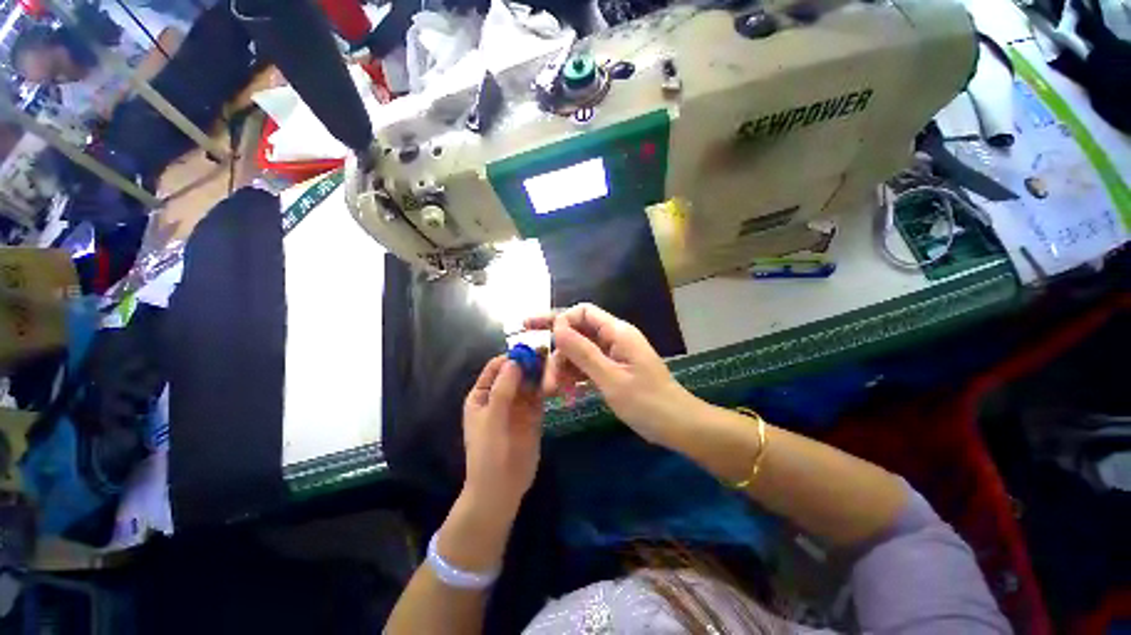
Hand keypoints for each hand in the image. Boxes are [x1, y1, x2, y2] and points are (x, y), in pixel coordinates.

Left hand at [462, 356, 543, 515]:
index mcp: (482, 394)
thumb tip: (515, 360)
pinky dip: (546, 387)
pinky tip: (556, 382)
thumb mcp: (492, 419)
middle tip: (549, 355)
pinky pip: (539, 395)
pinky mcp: (533, 414)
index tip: (530, 350)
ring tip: (555, 366)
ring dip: (540, 373)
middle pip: (516, 371)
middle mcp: (500, 395)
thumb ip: (503, 389)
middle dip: (530, 363)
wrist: (501, 489)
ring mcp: (518, 405)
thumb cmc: (489, 453)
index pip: (496, 367)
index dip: (511, 357)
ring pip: (530, 381)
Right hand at [524, 303, 697, 444]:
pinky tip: (567, 392)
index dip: (558, 319)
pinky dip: (576, 376)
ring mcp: (614, 354)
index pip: (582, 312)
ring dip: (565, 368)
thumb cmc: (647, 402)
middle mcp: (614, 338)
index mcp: (617, 332)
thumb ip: (583, 352)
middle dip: (558, 351)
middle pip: (578, 332)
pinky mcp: (614, 369)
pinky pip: (588, 366)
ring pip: (580, 351)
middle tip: (544, 376)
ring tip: (554, 390)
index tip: (536, 335)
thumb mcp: (610, 378)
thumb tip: (557, 327)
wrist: (677, 425)